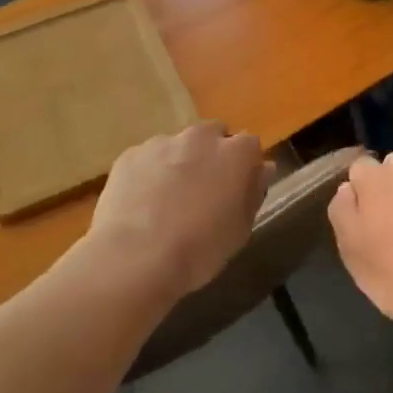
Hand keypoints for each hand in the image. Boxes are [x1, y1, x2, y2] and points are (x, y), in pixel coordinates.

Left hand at [87, 122, 268, 298]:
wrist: (135, 258)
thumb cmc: (200, 249)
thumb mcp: (240, 229)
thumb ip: (253, 192)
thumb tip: (262, 169)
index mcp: (235, 153)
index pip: (250, 145)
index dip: (245, 165)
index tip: (238, 187)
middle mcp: (200, 137)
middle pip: (213, 134)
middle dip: (212, 154)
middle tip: (204, 189)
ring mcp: (162, 143)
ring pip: (177, 145)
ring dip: (179, 162)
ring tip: (167, 200)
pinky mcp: (130, 155)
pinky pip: (147, 159)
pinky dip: (148, 174)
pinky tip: (141, 204)